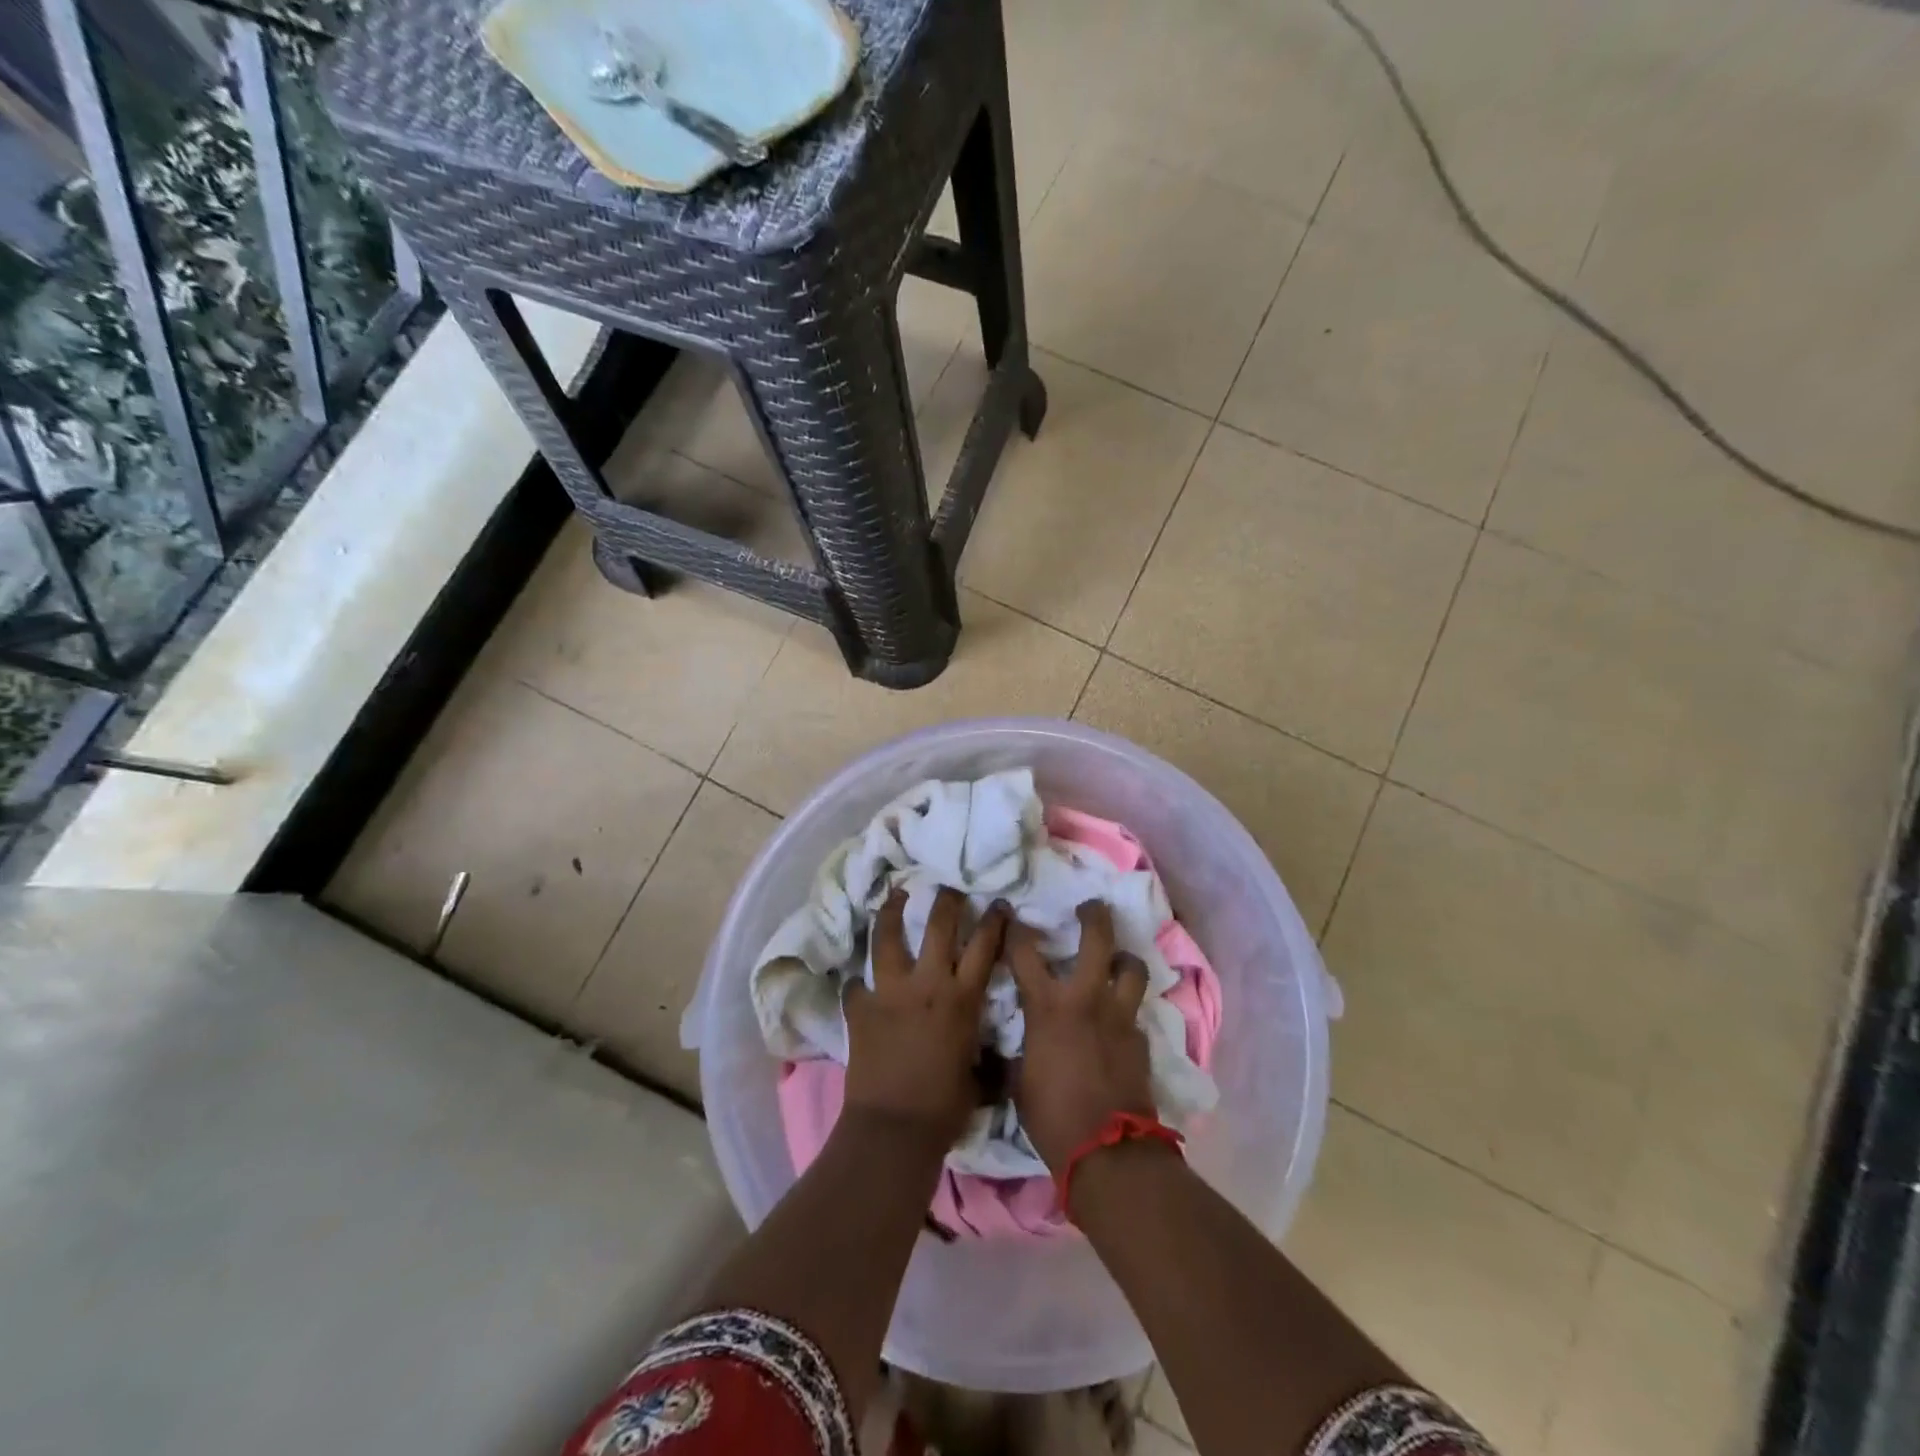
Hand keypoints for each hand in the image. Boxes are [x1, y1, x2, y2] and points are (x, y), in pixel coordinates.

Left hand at [843, 887, 1006, 1147]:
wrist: (894, 1129)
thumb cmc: (945, 1108)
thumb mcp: (977, 1072)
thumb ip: (980, 1047)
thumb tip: (988, 1048)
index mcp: (962, 999)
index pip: (985, 947)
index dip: (993, 921)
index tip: (997, 903)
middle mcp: (928, 984)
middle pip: (939, 926)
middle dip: (946, 900)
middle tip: (947, 886)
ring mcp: (890, 992)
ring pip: (889, 938)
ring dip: (893, 913)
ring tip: (895, 896)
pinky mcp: (860, 1008)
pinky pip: (856, 985)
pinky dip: (858, 982)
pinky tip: (857, 980)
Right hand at [1007, 900, 1156, 1172]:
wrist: (1106, 1151)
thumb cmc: (1051, 1117)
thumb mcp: (1018, 1080)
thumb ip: (1019, 1050)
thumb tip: (1014, 1045)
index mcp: (1047, 1007)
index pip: (1025, 952)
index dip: (1016, 930)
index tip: (1012, 916)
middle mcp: (1086, 999)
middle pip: (1097, 939)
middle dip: (1093, 916)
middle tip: (1090, 907)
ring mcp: (1119, 1016)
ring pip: (1131, 967)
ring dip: (1123, 959)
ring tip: (1117, 961)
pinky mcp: (1141, 1039)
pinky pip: (1136, 1012)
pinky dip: (1127, 1009)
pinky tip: (1120, 1021)